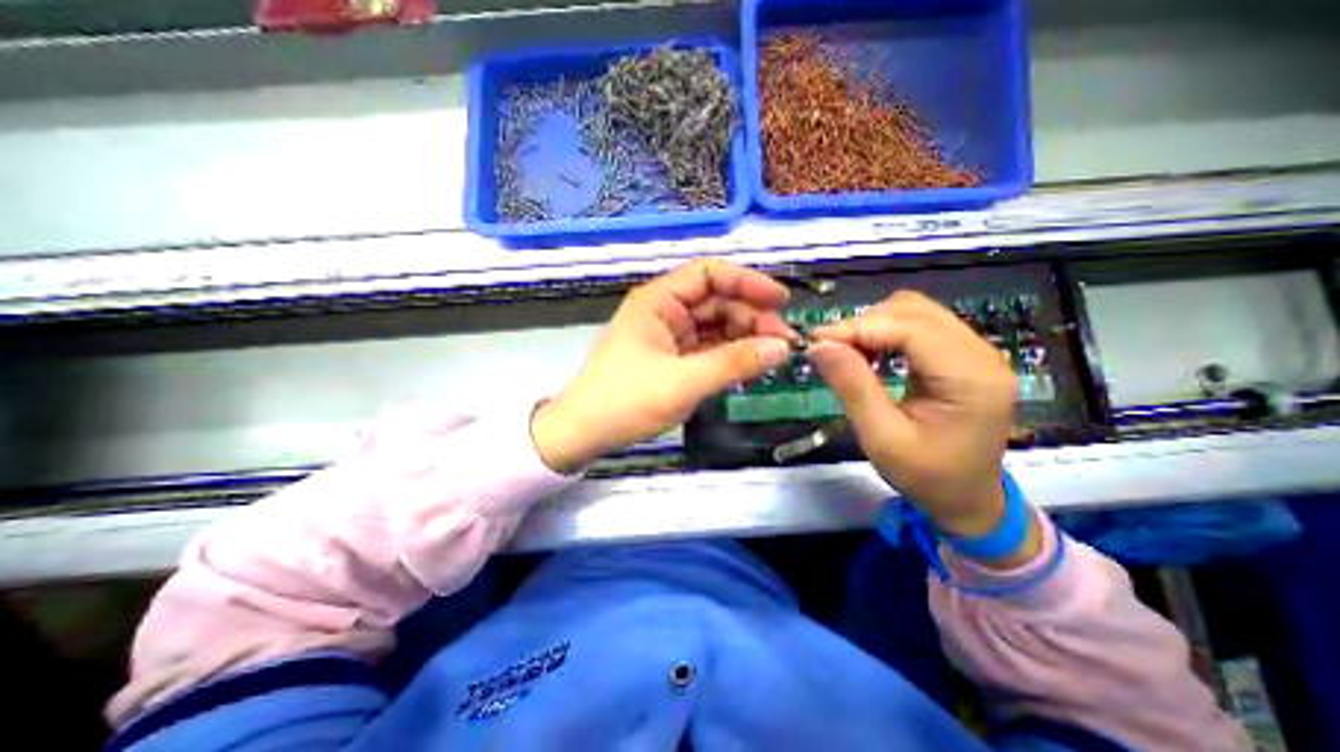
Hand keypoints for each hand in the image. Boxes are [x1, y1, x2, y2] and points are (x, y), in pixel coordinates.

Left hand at [533, 260, 792, 469]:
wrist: (585, 433)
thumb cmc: (626, 401)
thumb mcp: (684, 381)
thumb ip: (734, 363)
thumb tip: (783, 348)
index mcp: (659, 301)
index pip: (710, 274)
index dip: (748, 281)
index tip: (781, 301)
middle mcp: (665, 311)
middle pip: (718, 301)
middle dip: (752, 316)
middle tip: (784, 341)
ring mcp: (670, 336)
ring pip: (716, 325)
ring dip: (745, 337)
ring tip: (773, 355)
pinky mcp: (674, 359)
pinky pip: (709, 348)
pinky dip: (731, 354)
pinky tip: (751, 364)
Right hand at [810, 294, 1021, 545]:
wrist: (968, 500)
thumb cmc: (927, 477)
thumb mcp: (881, 438)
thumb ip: (852, 387)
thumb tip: (819, 346)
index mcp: (970, 378)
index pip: (909, 328)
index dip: (858, 328)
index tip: (816, 342)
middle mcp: (982, 354)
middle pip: (913, 310)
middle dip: (863, 325)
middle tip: (829, 350)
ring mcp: (976, 351)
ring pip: (914, 311)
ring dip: (873, 326)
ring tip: (847, 353)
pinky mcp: (963, 355)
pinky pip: (919, 325)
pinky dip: (885, 332)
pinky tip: (869, 354)